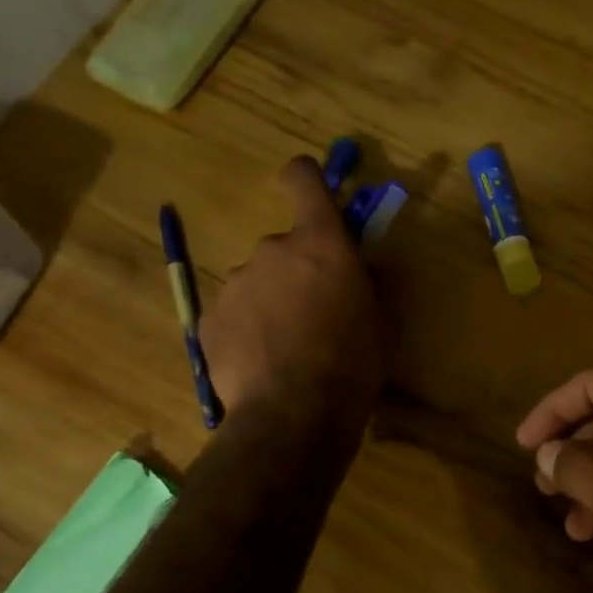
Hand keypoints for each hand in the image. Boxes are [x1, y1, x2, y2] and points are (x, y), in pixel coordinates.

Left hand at [201, 156, 381, 425]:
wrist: (294, 414)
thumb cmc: (353, 363)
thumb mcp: (384, 321)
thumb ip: (373, 281)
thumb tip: (364, 265)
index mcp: (320, 243)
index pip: (304, 180)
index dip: (306, 178)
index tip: (310, 191)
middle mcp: (271, 250)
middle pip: (284, 245)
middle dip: (298, 270)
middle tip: (316, 313)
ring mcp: (234, 284)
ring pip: (257, 282)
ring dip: (272, 301)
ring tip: (288, 347)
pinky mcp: (209, 320)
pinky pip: (235, 313)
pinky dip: (249, 329)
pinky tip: (263, 363)